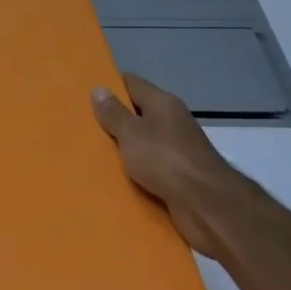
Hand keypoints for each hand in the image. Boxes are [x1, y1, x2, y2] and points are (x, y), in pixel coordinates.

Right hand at [91, 73, 253, 259]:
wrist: (208, 205)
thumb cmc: (165, 159)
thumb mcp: (131, 133)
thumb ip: (114, 113)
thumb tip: (99, 88)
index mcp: (163, 103)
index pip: (132, 83)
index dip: (110, 85)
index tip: (86, 94)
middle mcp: (172, 121)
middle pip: (138, 113)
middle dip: (113, 120)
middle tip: (83, 125)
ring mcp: (178, 148)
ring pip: (143, 142)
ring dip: (124, 148)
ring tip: (93, 152)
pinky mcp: (180, 175)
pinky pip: (151, 166)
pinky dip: (136, 171)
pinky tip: (116, 177)